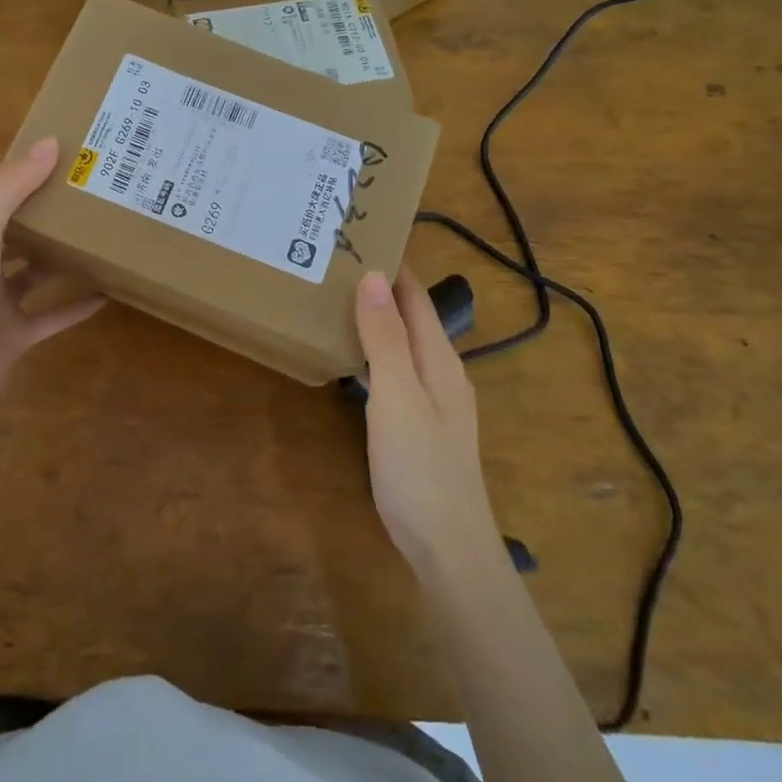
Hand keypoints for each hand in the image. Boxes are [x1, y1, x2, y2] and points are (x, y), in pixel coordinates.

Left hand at [0, 136, 104, 422]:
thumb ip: (9, 188)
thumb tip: (50, 144)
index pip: (0, 192)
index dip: (27, 171)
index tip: (67, 154)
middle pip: (20, 230)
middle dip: (50, 213)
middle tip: (93, 195)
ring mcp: (1, 302)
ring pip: (37, 272)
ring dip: (63, 257)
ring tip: (102, 239)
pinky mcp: (18, 335)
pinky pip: (53, 315)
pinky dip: (77, 305)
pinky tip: (107, 294)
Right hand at [354, 267, 500, 583]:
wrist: (448, 547)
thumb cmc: (421, 467)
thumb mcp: (398, 396)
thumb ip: (385, 338)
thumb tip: (372, 274)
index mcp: (440, 358)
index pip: (415, 295)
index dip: (392, 263)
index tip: (357, 234)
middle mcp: (441, 371)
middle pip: (411, 316)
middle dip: (379, 286)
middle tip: (333, 264)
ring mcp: (433, 400)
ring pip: (402, 343)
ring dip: (376, 318)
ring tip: (334, 299)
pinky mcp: (419, 424)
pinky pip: (395, 369)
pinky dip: (374, 350)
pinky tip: (351, 358)